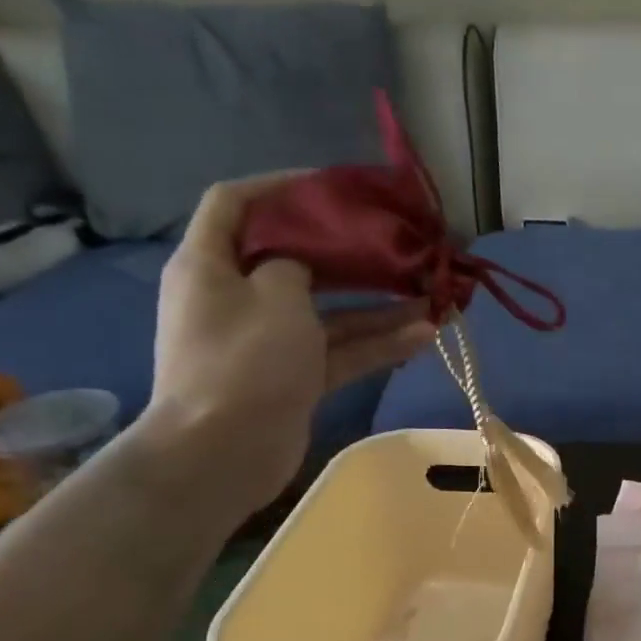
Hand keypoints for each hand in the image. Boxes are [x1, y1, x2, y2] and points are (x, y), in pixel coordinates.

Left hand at [141, 174, 435, 515]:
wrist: (222, 453)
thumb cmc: (244, 360)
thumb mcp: (275, 294)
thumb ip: (297, 262)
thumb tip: (307, 260)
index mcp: (210, 264)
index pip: (236, 203)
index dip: (281, 186)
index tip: (333, 187)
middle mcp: (237, 297)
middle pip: (295, 260)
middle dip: (347, 252)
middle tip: (395, 242)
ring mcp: (268, 341)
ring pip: (328, 311)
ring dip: (376, 304)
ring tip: (429, 294)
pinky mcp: (294, 377)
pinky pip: (339, 350)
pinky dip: (375, 343)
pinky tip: (424, 335)